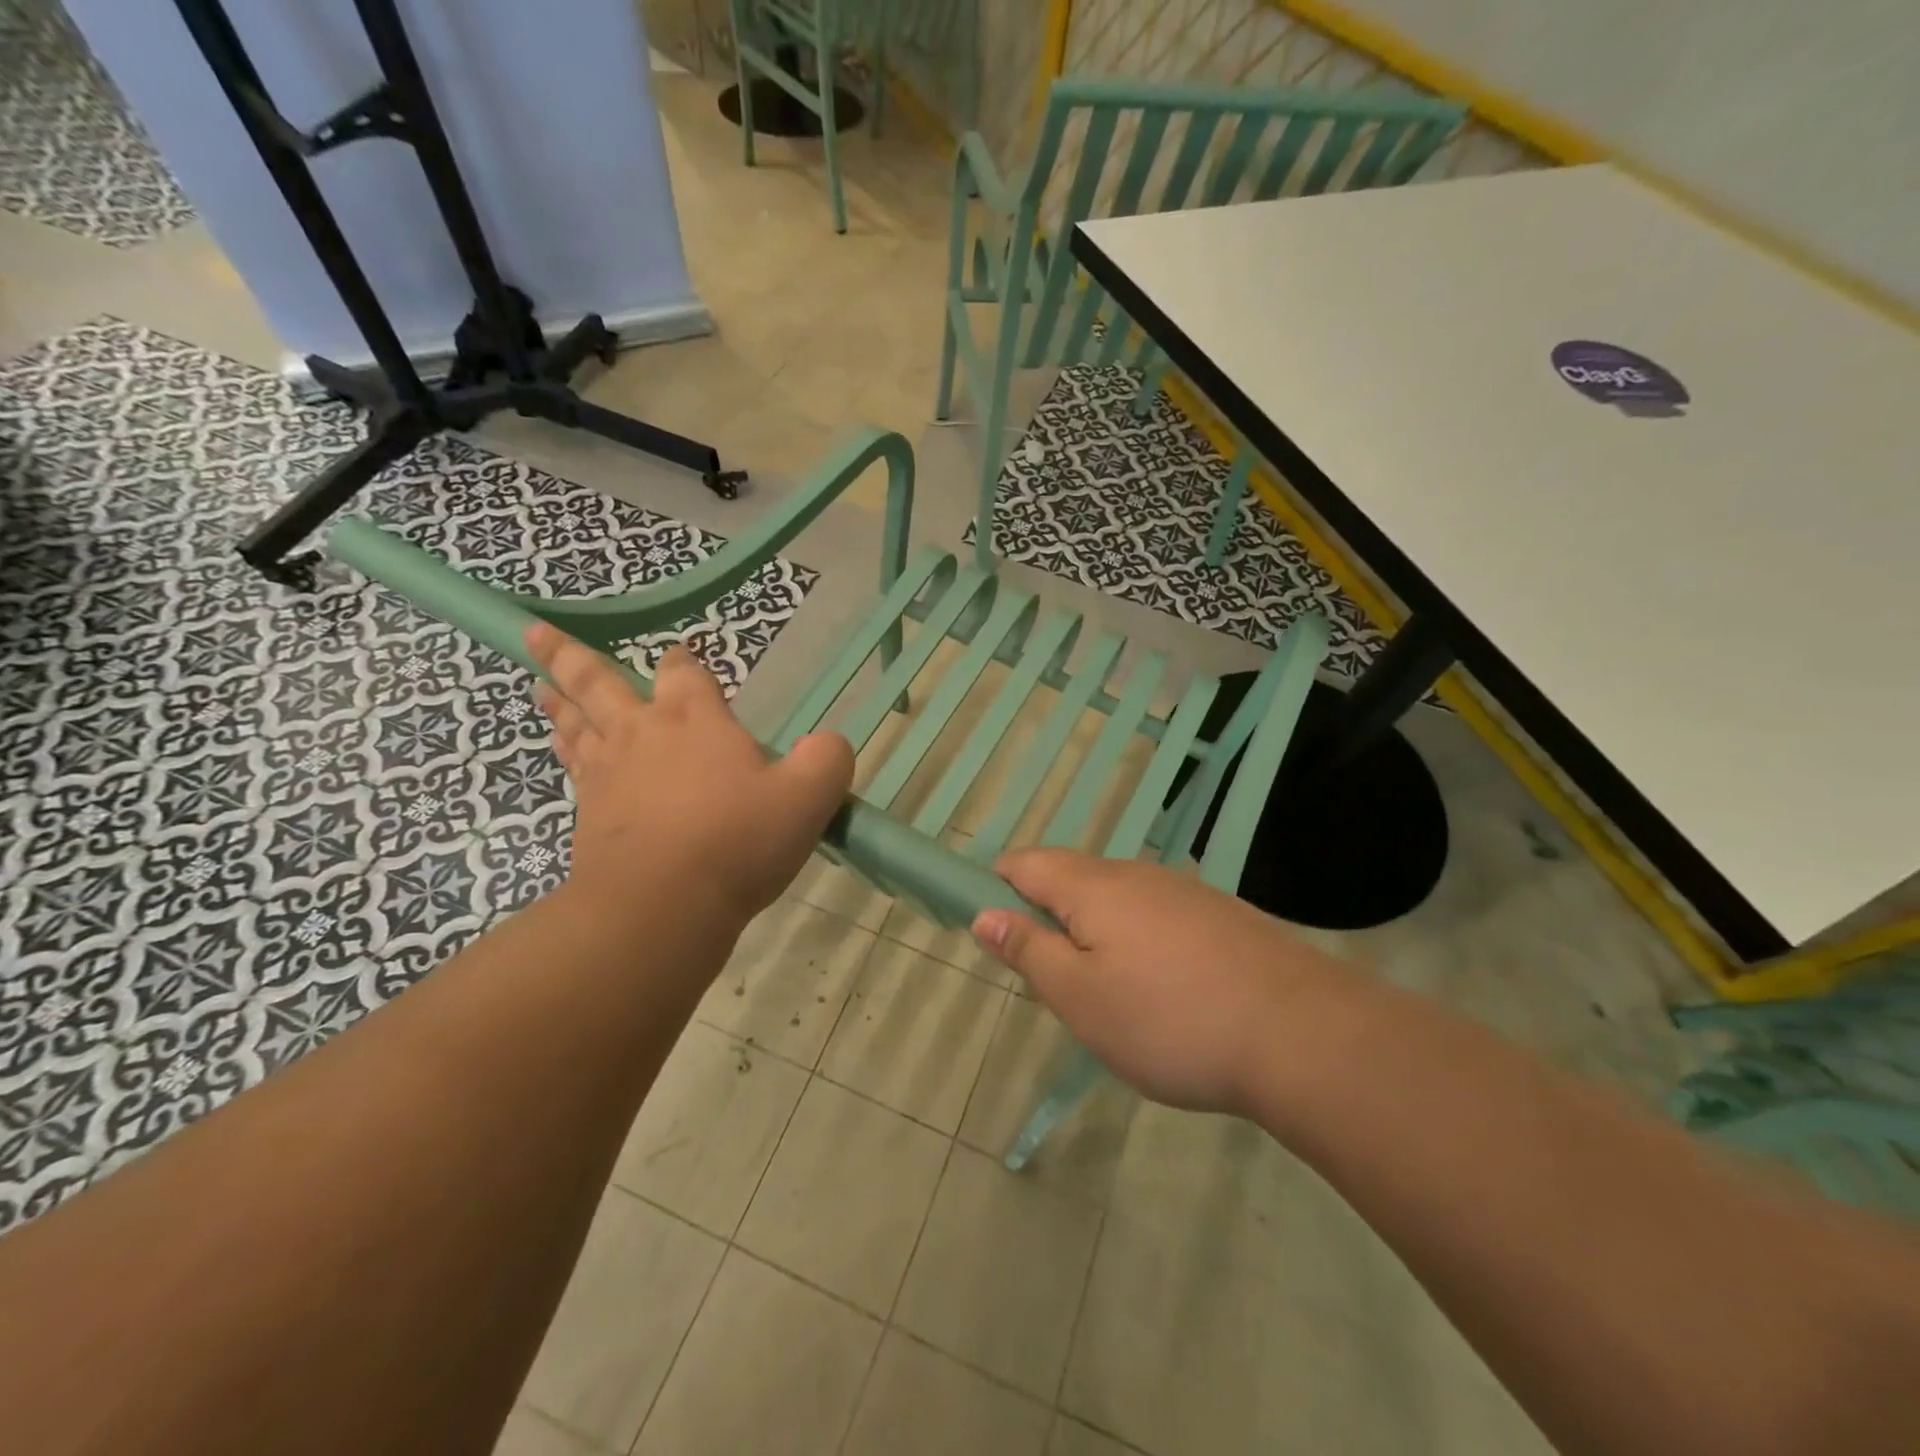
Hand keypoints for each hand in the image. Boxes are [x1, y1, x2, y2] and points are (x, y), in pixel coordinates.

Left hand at [527, 624, 852, 930]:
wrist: (661, 904)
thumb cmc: (738, 840)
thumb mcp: (809, 797)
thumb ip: (827, 760)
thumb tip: (829, 743)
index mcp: (695, 720)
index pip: (684, 672)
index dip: (683, 661)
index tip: (679, 654)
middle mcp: (644, 734)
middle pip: (598, 684)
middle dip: (570, 657)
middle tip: (533, 634)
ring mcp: (608, 774)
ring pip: (576, 725)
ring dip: (558, 703)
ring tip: (540, 687)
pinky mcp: (588, 815)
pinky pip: (574, 770)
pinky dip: (566, 753)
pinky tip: (566, 753)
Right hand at [972, 850, 1355, 1115]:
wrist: (1301, 1033)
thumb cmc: (1169, 1021)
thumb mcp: (1080, 999)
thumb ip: (1028, 951)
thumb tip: (985, 914)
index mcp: (1091, 886)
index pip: (1025, 863)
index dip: (996, 885)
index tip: (992, 928)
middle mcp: (1135, 874)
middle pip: (1071, 875)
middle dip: (1047, 914)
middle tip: (1051, 976)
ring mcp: (1183, 890)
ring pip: (1117, 896)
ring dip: (1095, 928)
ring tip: (1105, 988)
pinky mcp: (1220, 914)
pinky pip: (1157, 913)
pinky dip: (1138, 938)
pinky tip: (1161, 985)